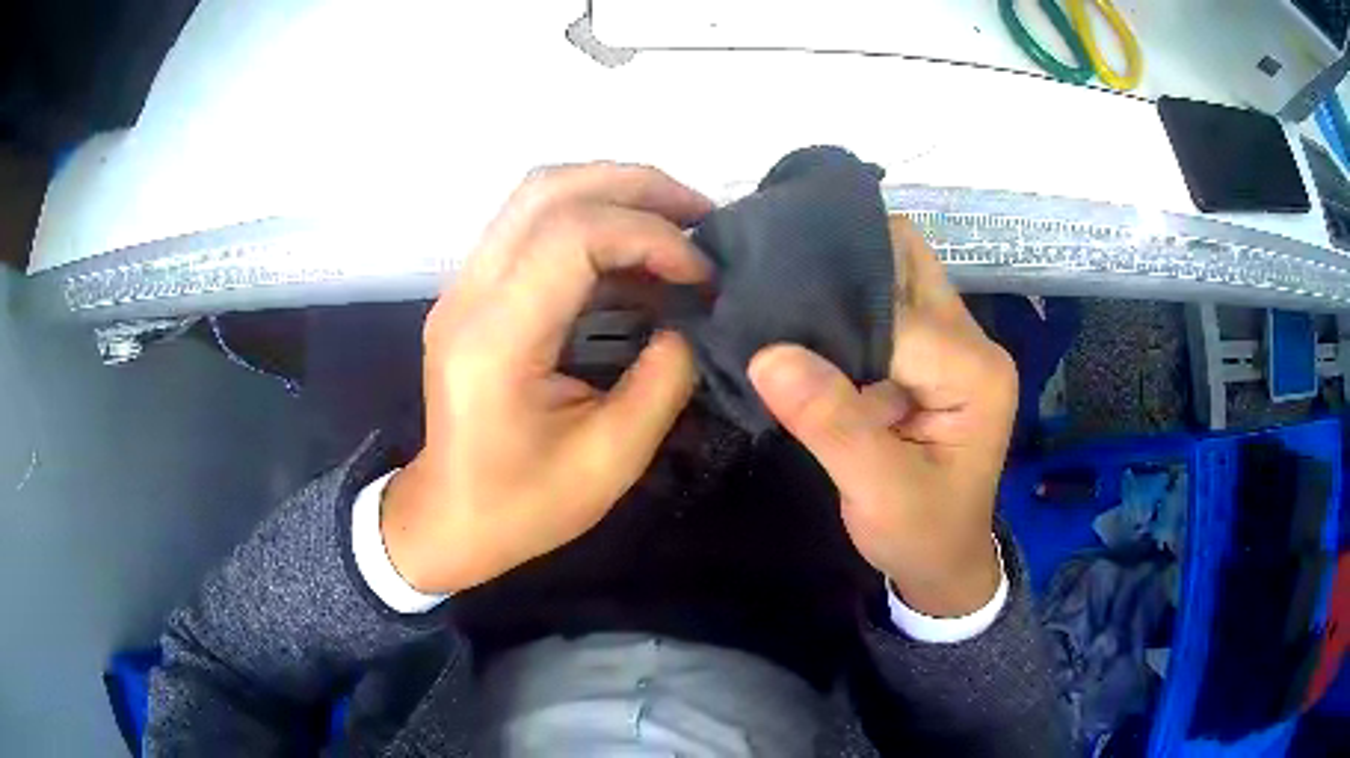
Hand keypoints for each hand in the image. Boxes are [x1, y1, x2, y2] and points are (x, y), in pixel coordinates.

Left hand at [381, 164, 712, 593]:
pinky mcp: (473, 291)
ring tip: (677, 224)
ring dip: (614, 192)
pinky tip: (636, 255)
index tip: (701, 276)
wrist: (449, 516)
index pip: (572, 236)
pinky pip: (532, 225)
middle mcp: (469, 294)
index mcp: (496, 339)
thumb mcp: (611, 459)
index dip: (650, 237)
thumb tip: (692, 319)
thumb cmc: (523, 504)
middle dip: (637, 187)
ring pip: (537, 195)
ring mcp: (463, 286)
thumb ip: (662, 379)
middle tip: (701, 216)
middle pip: (549, 190)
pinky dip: (592, 220)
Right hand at [748, 217, 1015, 616]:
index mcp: (975, 371)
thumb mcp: (879, 492)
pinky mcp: (928, 357)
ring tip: (779, 298)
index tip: (766, 308)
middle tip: (774, 281)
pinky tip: (801, 324)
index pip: (894, 309)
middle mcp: (970, 343)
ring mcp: (951, 346)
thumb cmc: (922, 535)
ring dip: (841, 282)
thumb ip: (831, 424)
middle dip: (843, 260)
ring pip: (892, 274)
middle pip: (906, 259)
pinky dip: (841, 308)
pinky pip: (882, 307)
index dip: (831, 307)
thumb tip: (767, 355)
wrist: (944, 563)